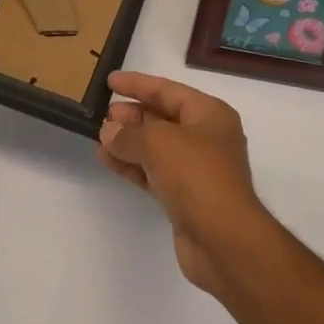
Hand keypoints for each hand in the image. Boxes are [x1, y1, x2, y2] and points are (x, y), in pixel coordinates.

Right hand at [97, 73, 272, 293]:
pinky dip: (132, 165)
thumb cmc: (197, 176)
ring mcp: (196, 169)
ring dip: (128, 142)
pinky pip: (153, 172)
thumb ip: (129, 134)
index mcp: (209, 114)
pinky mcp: (185, 197)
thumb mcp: (158, 143)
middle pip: (162, 118)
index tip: (110, 81)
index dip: (138, 84)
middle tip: (103, 114)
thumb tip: (109, 131)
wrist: (225, 241)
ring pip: (156, 147)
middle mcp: (206, 137)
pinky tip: (107, 160)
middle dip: (132, 116)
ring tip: (99, 138)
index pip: (167, 90)